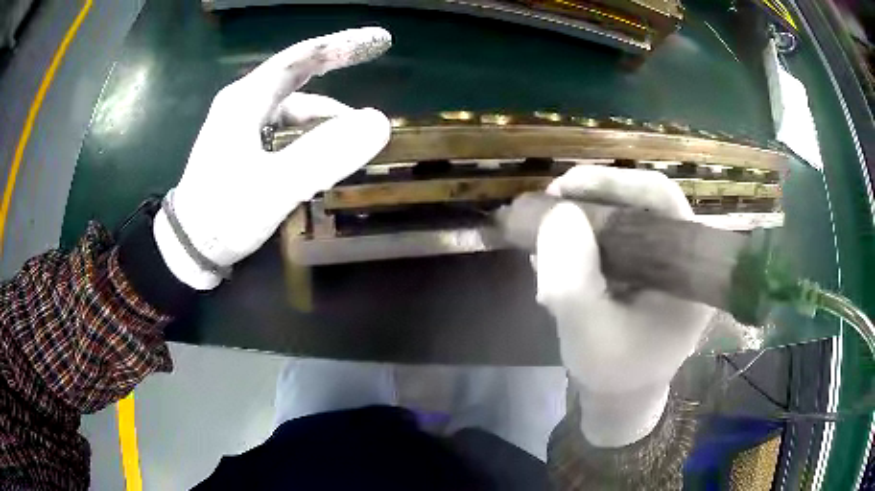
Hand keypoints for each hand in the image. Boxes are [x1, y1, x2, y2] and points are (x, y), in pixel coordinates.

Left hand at [154, 27, 392, 288]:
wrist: (187, 249)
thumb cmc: (224, 215)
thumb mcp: (275, 187)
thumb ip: (325, 154)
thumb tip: (378, 122)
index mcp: (247, 100)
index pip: (300, 58)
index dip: (341, 45)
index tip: (378, 40)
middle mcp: (243, 103)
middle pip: (296, 74)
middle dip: (335, 64)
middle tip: (373, 56)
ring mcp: (240, 125)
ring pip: (292, 106)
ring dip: (324, 115)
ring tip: (352, 137)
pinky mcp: (241, 146)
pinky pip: (283, 127)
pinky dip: (307, 133)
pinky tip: (321, 152)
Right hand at [534, 166, 712, 446]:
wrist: (619, 395)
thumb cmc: (613, 373)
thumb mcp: (587, 335)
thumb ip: (572, 282)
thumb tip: (559, 213)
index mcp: (689, 269)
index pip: (661, 199)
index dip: (615, 182)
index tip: (565, 187)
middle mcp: (680, 256)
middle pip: (639, 202)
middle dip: (590, 200)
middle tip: (548, 207)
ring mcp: (660, 261)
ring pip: (621, 217)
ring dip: (579, 221)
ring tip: (544, 242)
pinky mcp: (641, 267)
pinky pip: (610, 237)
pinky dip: (579, 240)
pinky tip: (553, 258)